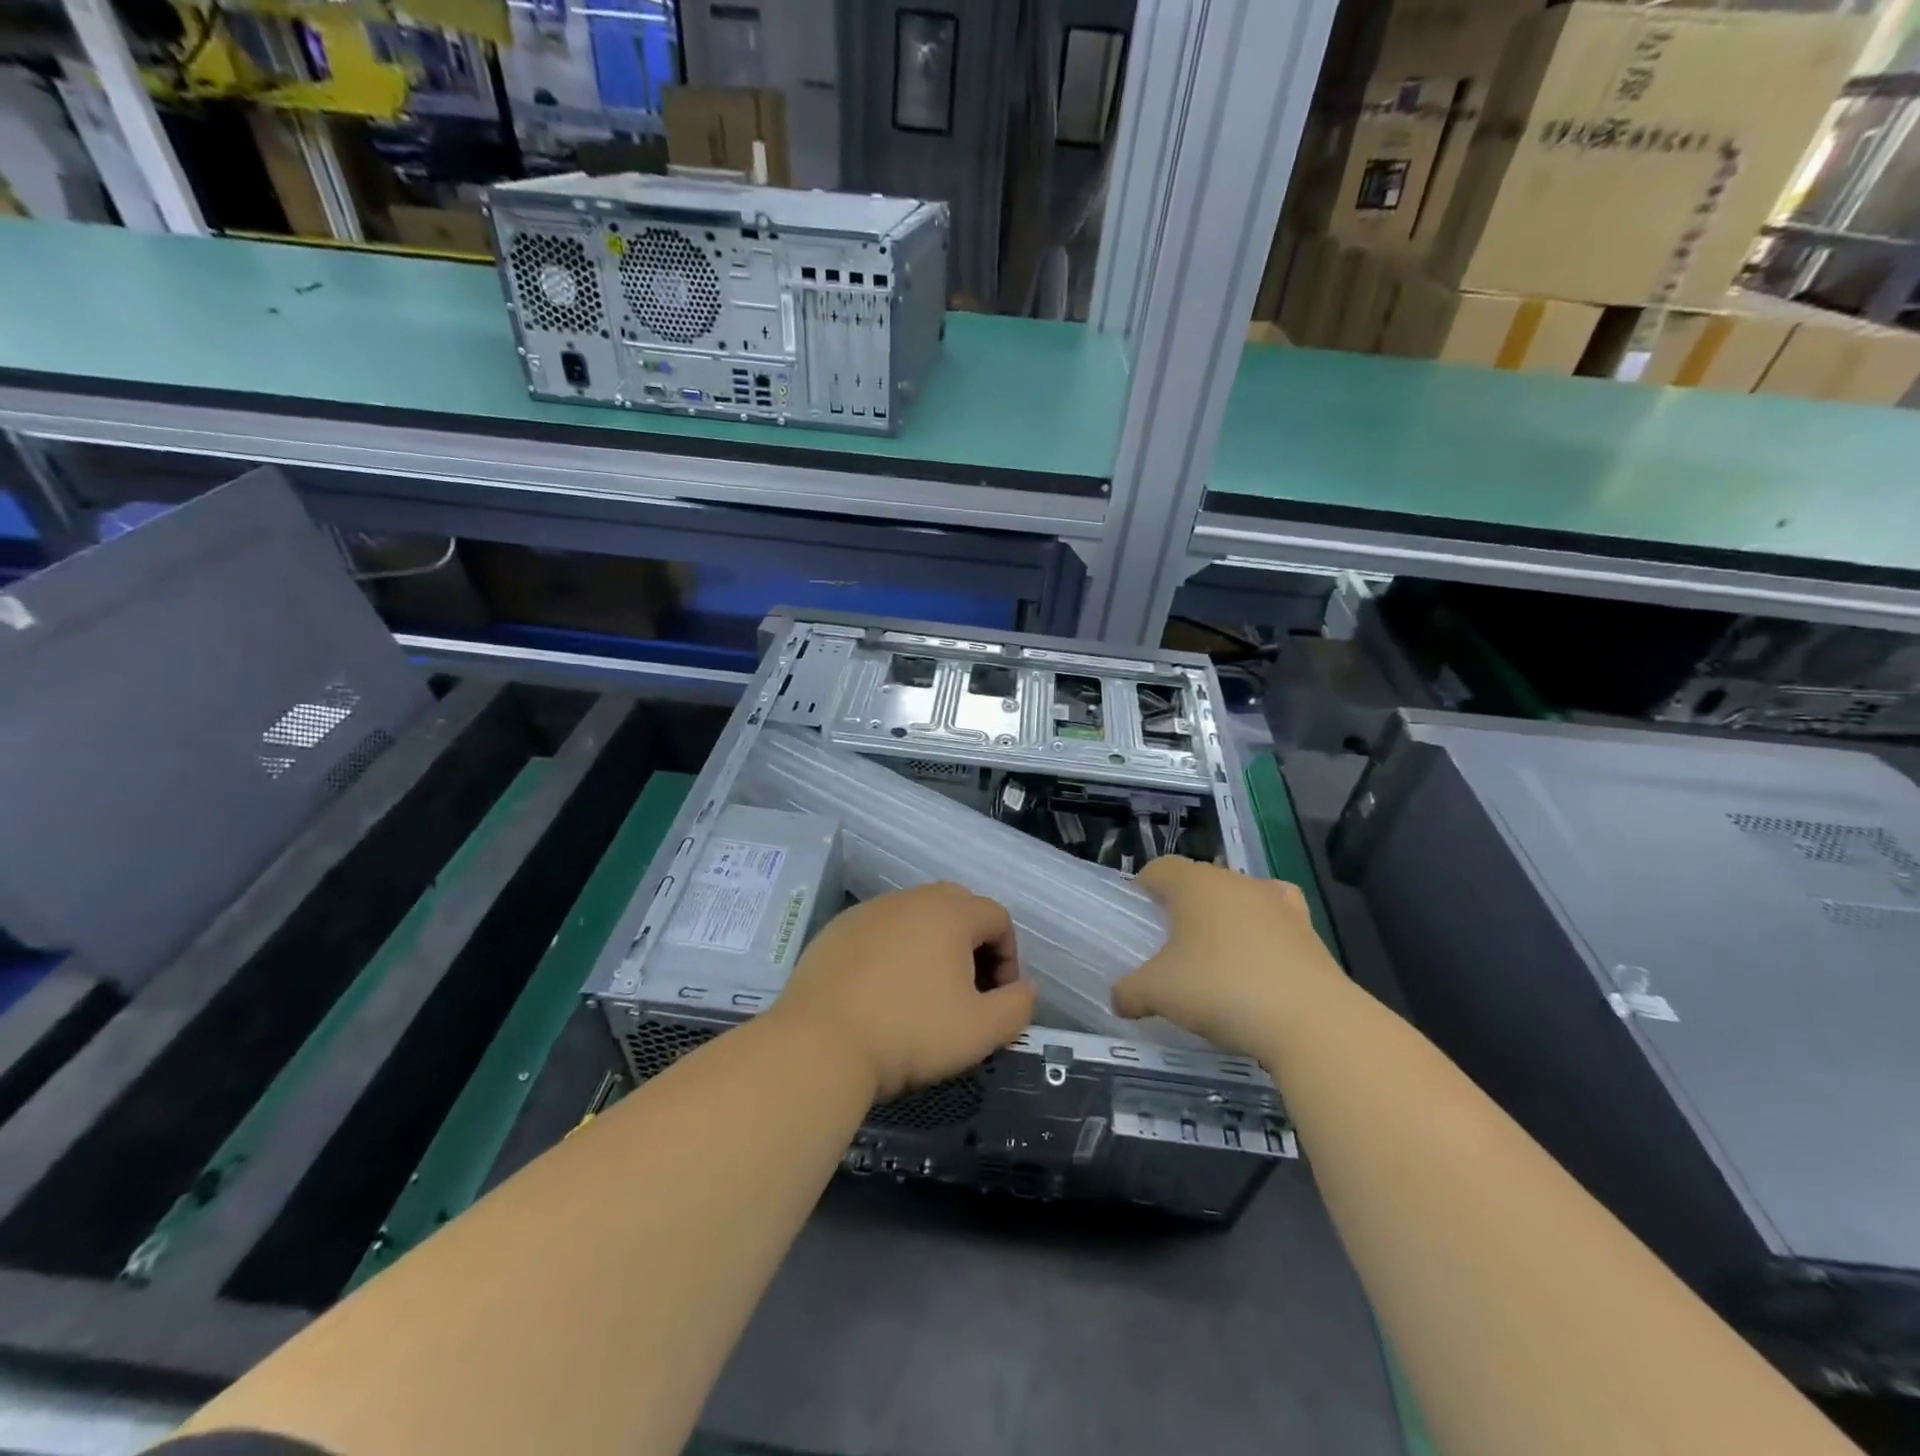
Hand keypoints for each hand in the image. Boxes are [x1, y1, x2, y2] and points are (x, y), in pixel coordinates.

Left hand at [773, 883, 1036, 1100]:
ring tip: (923, 994)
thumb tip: (1025, 989)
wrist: (820, 1043)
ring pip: (915, 918)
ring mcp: (868, 911)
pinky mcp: (836, 930)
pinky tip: (881, 994)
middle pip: (957, 909)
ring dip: (931, 948)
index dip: (1009, 957)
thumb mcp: (981, 1031)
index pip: (997, 917)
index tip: (998, 998)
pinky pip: (879, 932)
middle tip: (967, 991)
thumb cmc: (910, 1032)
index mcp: (950, 912)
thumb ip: (1018, 1007)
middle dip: (972, 946)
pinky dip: (892, 954)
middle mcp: (910, 899)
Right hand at [1112, 856, 1347, 1055]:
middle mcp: (1236, 881)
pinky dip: (1263, 935)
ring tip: (1215, 958)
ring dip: (1224, 919)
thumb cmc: (1219, 988)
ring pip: (1238, 899)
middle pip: (1200, 881)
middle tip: (1170, 945)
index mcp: (1194, 883)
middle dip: (1183, 907)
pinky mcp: (1308, 931)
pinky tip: (1258, 963)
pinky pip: (1275, 921)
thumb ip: (1129, 992)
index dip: (1143, 888)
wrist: (1310, 1020)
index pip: (1160, 868)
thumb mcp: (1158, 993)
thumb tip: (1118, 999)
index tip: (1137, 917)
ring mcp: (1277, 903)